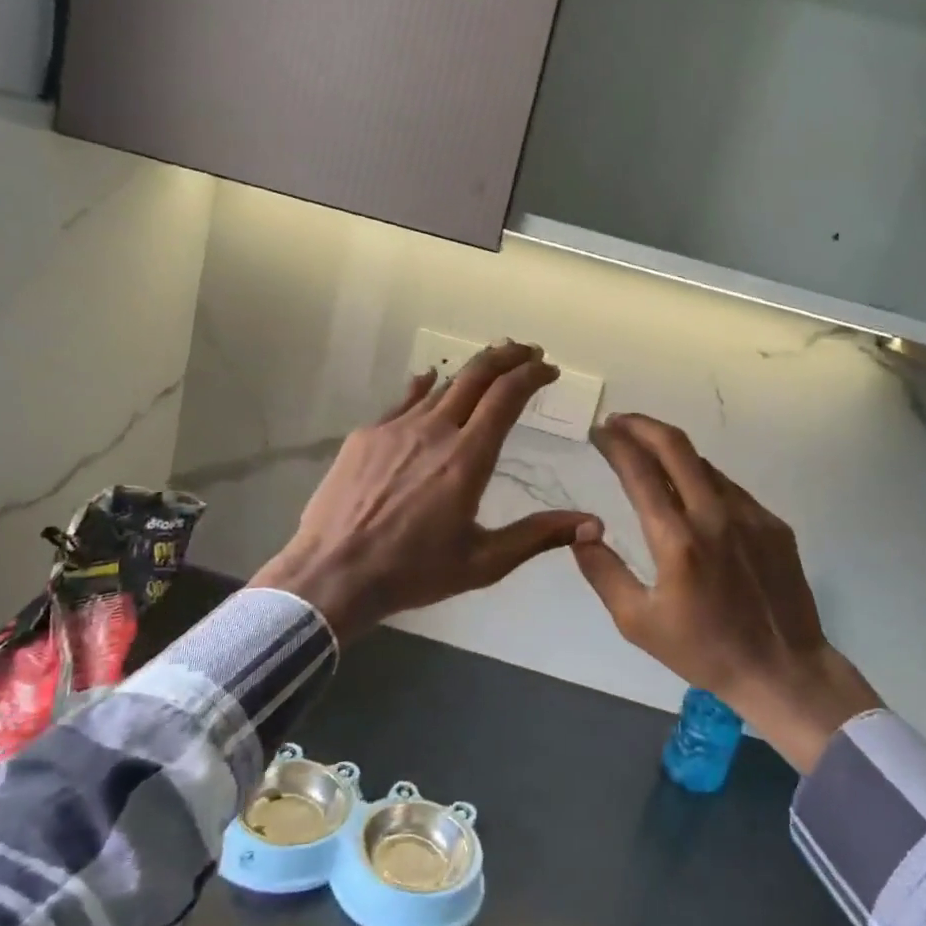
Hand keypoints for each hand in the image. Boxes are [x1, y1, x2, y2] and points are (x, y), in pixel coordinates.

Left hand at [250, 342, 598, 643]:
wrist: (332, 574)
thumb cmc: (413, 572)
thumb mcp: (484, 562)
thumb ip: (538, 536)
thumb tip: (593, 524)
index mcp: (467, 458)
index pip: (507, 396)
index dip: (532, 375)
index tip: (549, 369)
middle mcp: (434, 430)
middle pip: (476, 375)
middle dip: (507, 356)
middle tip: (527, 351)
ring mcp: (395, 428)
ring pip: (441, 386)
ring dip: (470, 372)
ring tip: (489, 367)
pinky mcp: (366, 435)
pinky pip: (404, 400)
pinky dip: (425, 387)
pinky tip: (429, 381)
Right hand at [574, 414, 880, 772]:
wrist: (783, 670)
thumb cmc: (703, 651)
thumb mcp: (637, 622)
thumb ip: (603, 571)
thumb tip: (582, 530)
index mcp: (678, 540)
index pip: (639, 472)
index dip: (615, 444)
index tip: (598, 432)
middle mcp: (715, 516)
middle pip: (675, 446)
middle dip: (641, 425)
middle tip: (619, 422)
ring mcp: (750, 515)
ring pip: (704, 465)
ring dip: (671, 451)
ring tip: (648, 453)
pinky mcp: (773, 524)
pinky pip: (729, 488)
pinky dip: (701, 478)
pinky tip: (691, 492)